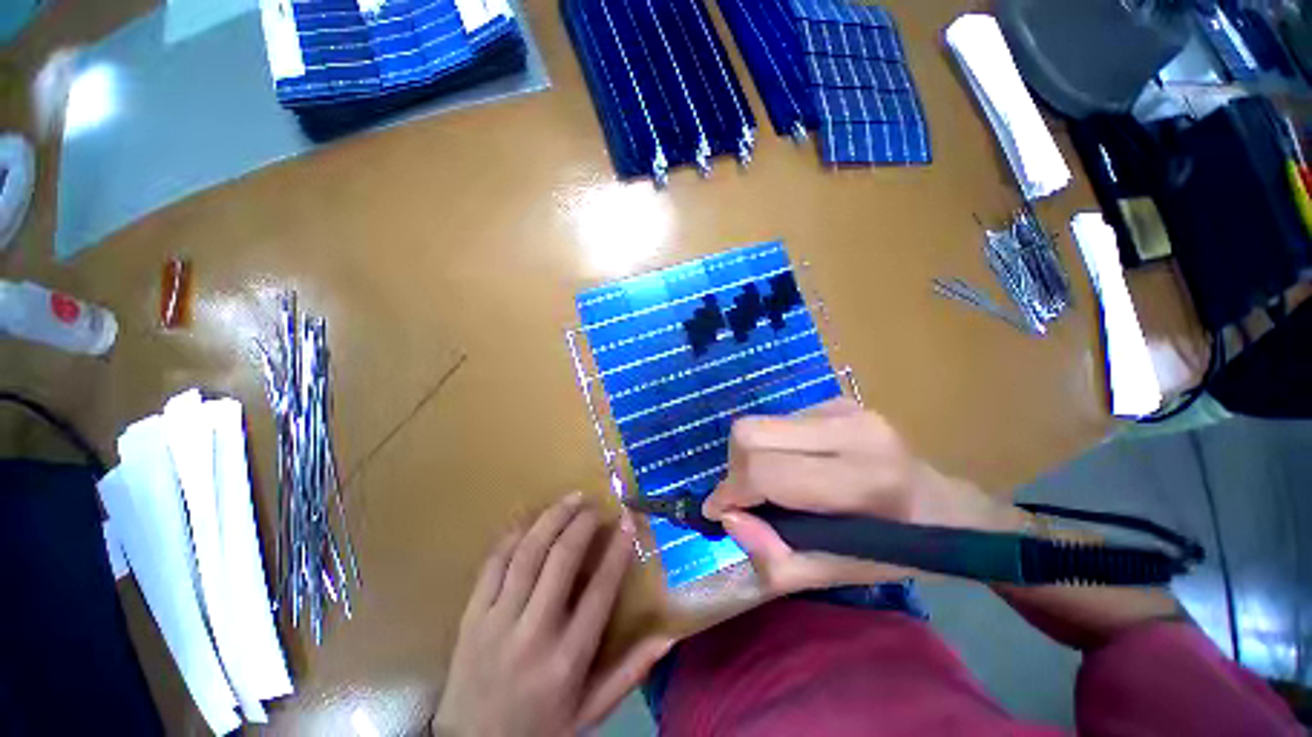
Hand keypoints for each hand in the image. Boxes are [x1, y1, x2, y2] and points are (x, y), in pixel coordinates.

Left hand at [433, 492, 671, 736]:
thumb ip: (629, 673)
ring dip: (551, 518)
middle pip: (560, 560)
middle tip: (595, 505)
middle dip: (581, 523)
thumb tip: (667, 637)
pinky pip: (492, 564)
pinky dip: (512, 535)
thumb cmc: (539, 729)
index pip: (599, 590)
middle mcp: (533, 633)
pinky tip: (530, 518)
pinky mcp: (471, 617)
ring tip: (570, 499)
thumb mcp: (589, 711)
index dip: (617, 549)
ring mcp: (497, 621)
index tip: (627, 520)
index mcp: (567, 658)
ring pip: (526, 554)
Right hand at [704, 398, 1025, 594]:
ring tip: (778, 483)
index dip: (730, 491)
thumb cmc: (897, 549)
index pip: (765, 470)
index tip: (717, 511)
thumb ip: (776, 560)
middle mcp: (851, 430)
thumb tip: (729, 518)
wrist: (945, 506)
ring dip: (754, 456)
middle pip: (750, 432)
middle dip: (735, 468)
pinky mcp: (839, 400)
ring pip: (760, 422)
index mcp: (861, 481)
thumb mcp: (837, 574)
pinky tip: (798, 464)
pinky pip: (779, 419)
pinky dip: (773, 445)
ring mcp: (845, 408)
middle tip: (745, 497)